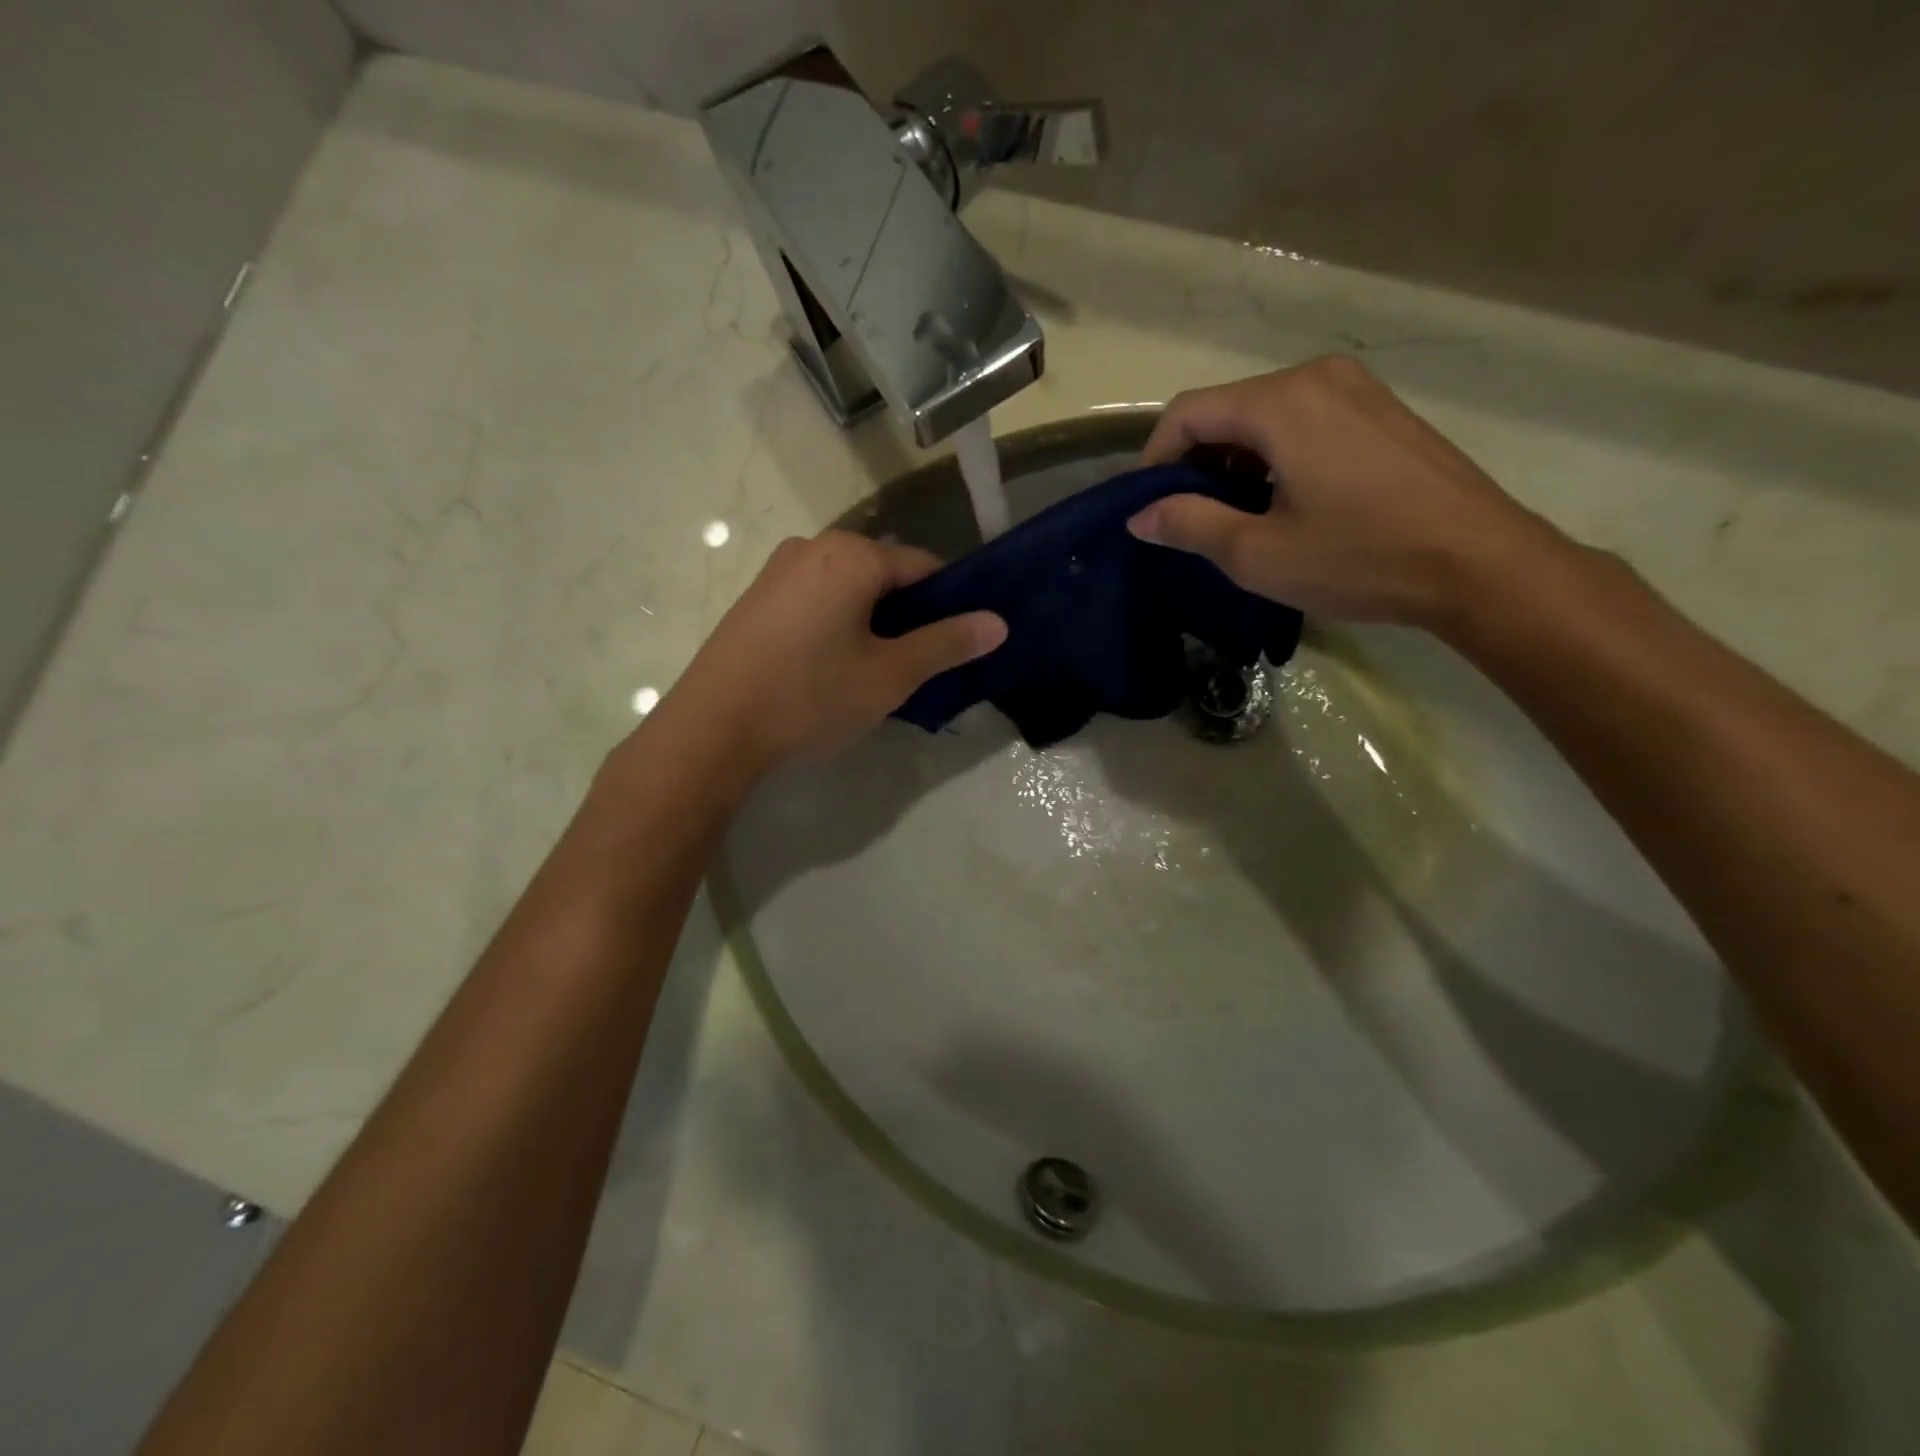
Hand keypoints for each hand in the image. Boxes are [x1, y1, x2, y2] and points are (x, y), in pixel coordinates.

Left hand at [659, 530, 1004, 777]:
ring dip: (873, 622)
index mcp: (852, 555)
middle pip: (886, 574)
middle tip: (915, 667)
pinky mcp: (757, 597)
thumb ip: (946, 644)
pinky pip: (817, 599)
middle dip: (908, 615)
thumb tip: (998, 623)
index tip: (957, 645)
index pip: (925, 566)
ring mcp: (778, 570)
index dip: (950, 603)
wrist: (713, 729)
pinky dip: (838, 624)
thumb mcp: (890, 675)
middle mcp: (814, 546)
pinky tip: (831, 667)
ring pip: (850, 589)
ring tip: (874, 672)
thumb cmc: (810, 696)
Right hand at [1129, 355, 1573, 627]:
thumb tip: (1140, 516)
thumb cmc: (1359, 558)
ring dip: (1232, 461)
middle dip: (1194, 462)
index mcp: (1281, 403)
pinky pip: (1301, 420)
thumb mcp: (1257, 553)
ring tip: (1232, 517)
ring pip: (1262, 416)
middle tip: (1187, 520)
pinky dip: (1271, 455)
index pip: (1187, 412)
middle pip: (1225, 409)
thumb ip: (1189, 524)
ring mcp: (1355, 389)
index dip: (1154, 459)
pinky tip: (1280, 501)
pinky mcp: (1379, 410)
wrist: (1479, 563)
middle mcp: (1316, 377)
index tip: (1149, 508)